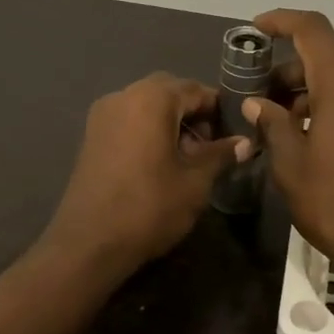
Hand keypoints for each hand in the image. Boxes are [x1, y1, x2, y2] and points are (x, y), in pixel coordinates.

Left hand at [42, 73, 249, 274]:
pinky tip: (159, 162)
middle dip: (193, 113)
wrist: (89, 243)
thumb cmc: (149, 207)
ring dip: (170, 121)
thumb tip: (244, 142)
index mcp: (152, 99)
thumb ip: (220, 155)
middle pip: (168, 92)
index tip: (235, 133)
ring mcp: (102, 115)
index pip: (196, 90)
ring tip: (187, 158)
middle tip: (210, 146)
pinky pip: (128, 120)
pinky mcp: (91, 136)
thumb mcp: (195, 182)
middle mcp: (123, 96)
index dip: (219, 110)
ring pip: (146, 105)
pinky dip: (148, 130)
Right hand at [244, 10, 333, 275]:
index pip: (312, 30)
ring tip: (278, 128)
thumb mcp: (291, 166)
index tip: (255, 30)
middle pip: (325, 58)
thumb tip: (257, 104)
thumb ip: (272, 125)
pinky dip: (329, 108)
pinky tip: (307, 140)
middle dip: (287, 73)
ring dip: (307, 94)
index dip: (282, 21)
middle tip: (257, 103)